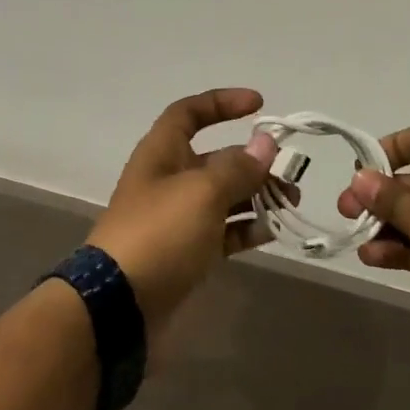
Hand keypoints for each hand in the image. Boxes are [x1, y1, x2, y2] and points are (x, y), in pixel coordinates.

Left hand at [87, 89, 281, 328]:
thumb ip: (238, 168)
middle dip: (254, 160)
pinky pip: (223, 231)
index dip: (222, 103)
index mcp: (162, 152)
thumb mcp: (202, 192)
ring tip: (290, 202)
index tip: (259, 105)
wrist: (119, 307)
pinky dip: (246, 228)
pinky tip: (271, 231)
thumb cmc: (159, 233)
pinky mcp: (186, 252)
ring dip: (257, 195)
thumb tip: (265, 144)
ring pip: (224, 195)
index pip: (190, 113)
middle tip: (290, 173)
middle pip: (216, 157)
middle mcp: (170, 179)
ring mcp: (178, 218)